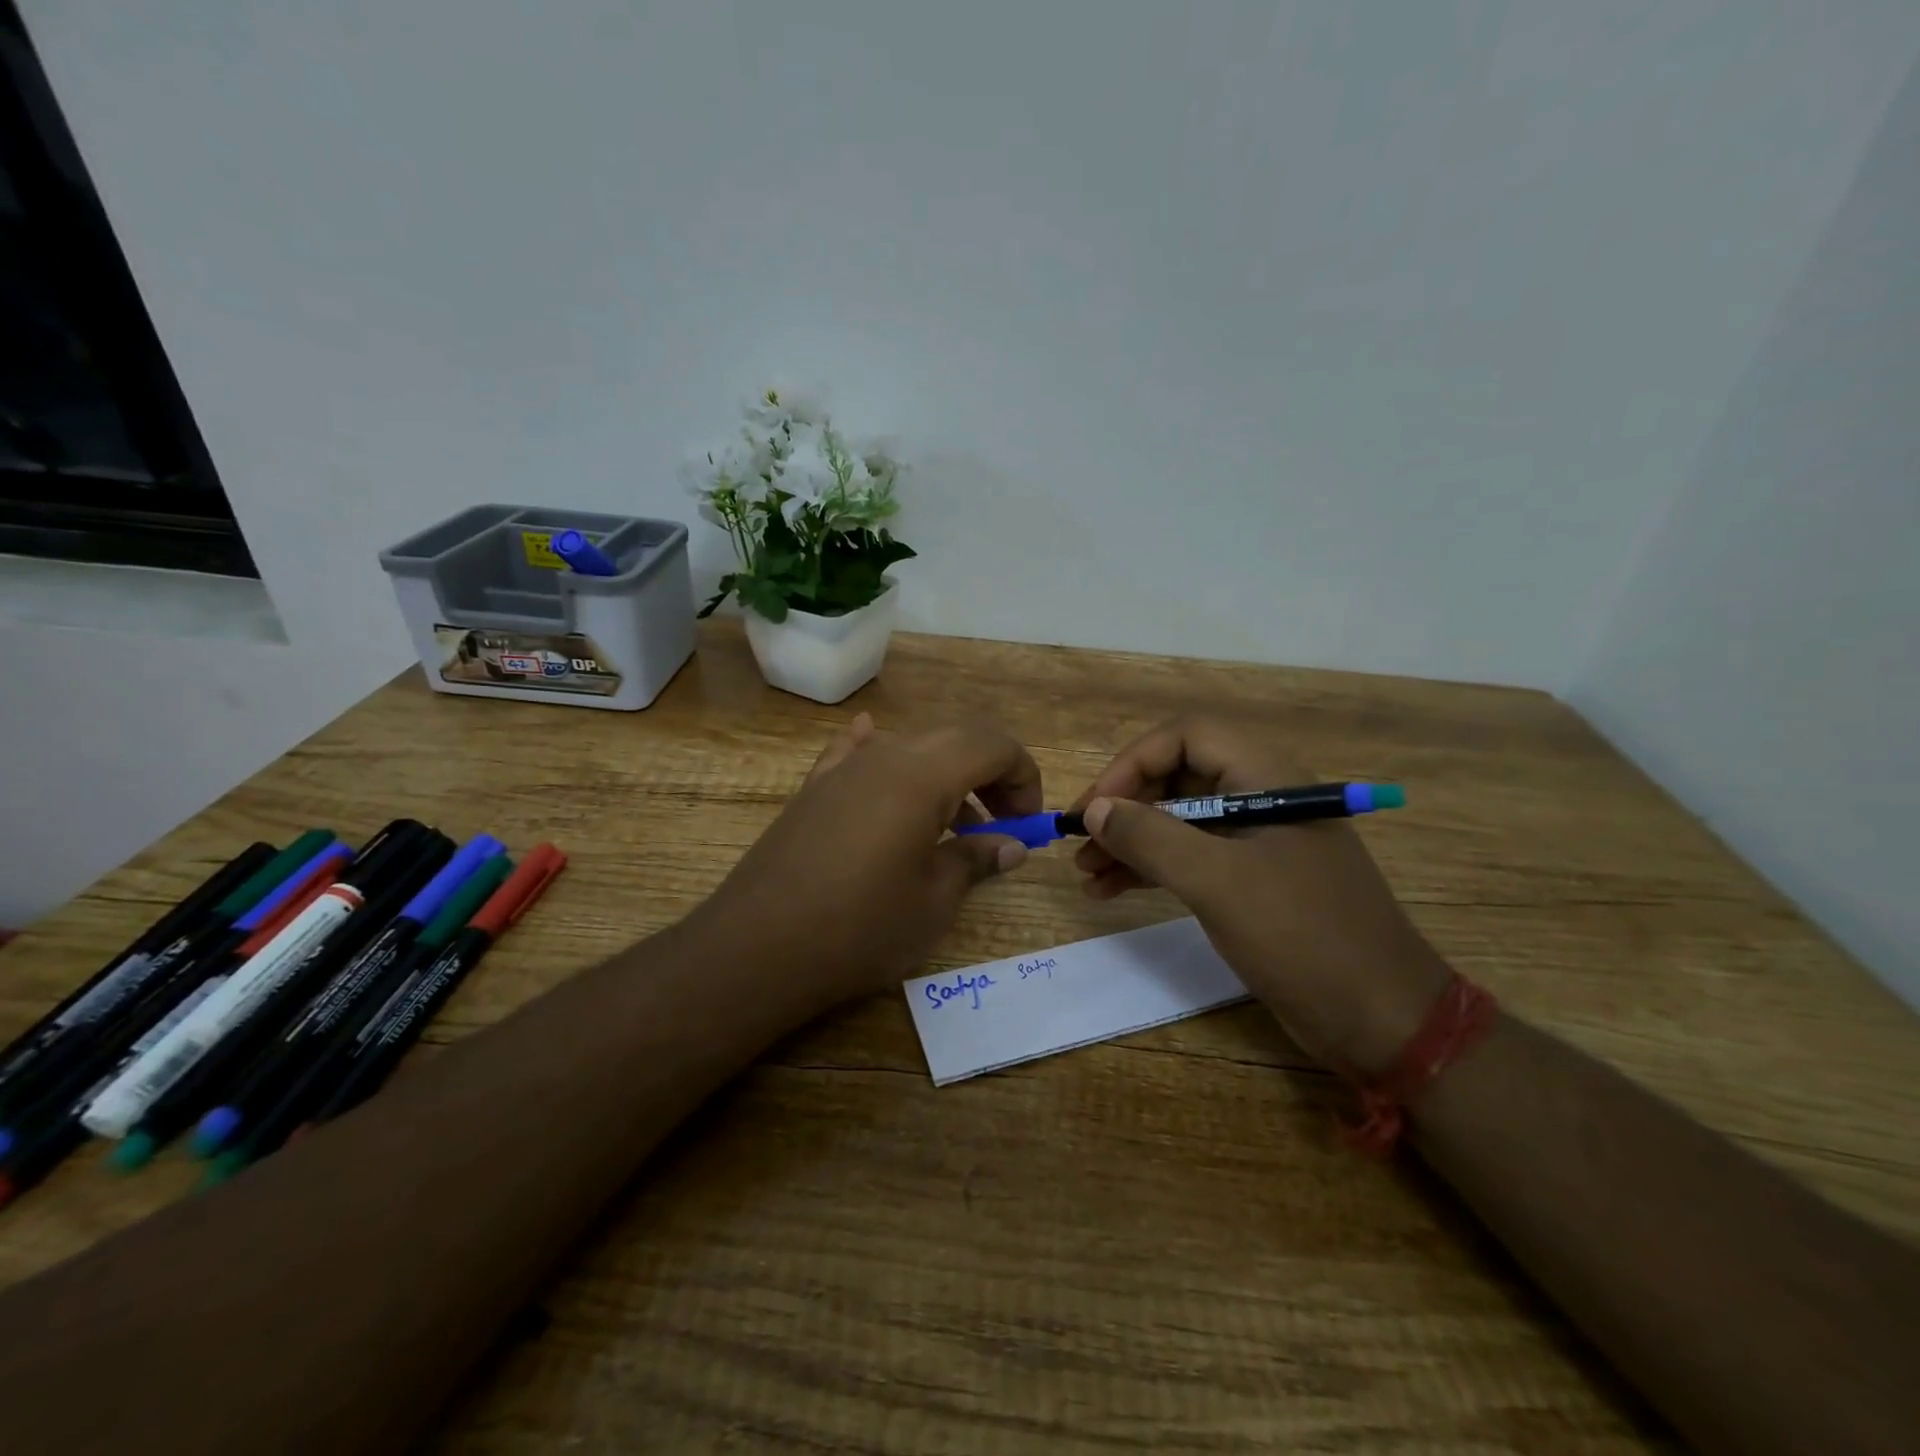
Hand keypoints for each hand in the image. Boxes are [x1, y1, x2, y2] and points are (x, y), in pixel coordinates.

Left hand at [694, 714, 1041, 1011]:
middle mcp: (883, 756)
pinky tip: (875, 752)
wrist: (756, 948)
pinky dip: (882, 755)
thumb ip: (976, 859)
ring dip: (944, 776)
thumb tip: (1010, 845)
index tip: (1027, 823)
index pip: (992, 745)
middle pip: (954, 739)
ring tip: (951, 825)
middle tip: (1001, 824)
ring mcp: (841, 769)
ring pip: (909, 748)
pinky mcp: (812, 790)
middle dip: (990, 774)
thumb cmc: (860, 927)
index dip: (1023, 776)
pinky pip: (855, 755)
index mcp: (922, 774)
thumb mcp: (934, 900)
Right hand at [1070, 715, 1449, 1075]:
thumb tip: (1096, 811)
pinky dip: (1150, 868)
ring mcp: (1256, 840)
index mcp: (1266, 778)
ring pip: (1178, 820)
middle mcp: (1260, 796)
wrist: (1383, 1019)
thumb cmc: (1304, 937)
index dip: (1132, 764)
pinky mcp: (1251, 879)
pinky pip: (1190, 856)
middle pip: (1177, 777)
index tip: (1096, 808)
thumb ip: (1152, 838)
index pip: (1185, 738)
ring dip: (1130, 841)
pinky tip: (1110, 889)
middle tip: (1081, 842)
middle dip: (1125, 807)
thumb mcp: (1219, 883)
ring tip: (1084, 873)